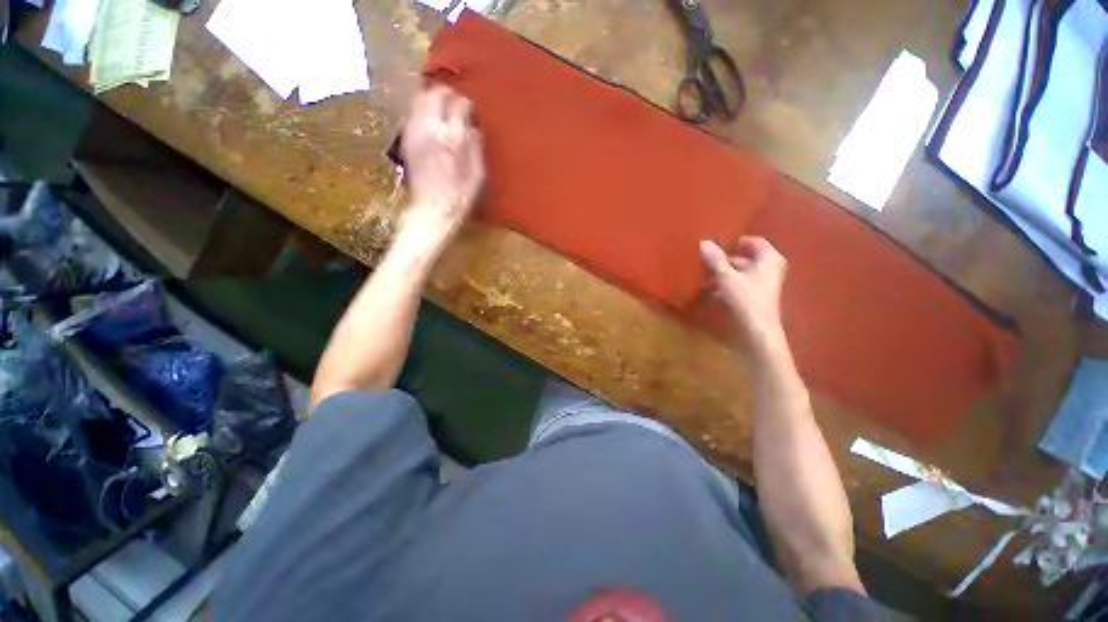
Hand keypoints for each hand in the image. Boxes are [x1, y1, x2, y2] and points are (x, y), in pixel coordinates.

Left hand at [399, 85, 484, 244]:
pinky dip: (422, 111)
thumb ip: (476, 147)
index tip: (471, 112)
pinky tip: (430, 123)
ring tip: (441, 109)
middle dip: (446, 93)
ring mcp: (415, 131)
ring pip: (418, 99)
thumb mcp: (478, 174)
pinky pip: (412, 113)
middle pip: (434, 93)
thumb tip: (474, 128)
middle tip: (454, 102)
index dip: (466, 105)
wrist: (432, 210)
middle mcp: (431, 127)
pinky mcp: (405, 139)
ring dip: (431, 99)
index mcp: (453, 136)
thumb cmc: (460, 197)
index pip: (459, 103)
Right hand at [700, 237, 787, 350]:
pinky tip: (709, 290)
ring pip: (739, 272)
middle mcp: (769, 269)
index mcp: (769, 259)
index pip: (752, 241)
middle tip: (704, 260)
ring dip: (722, 273)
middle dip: (723, 260)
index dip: (734, 242)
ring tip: (702, 276)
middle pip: (744, 258)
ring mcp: (762, 284)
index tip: (715, 245)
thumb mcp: (726, 277)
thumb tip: (703, 242)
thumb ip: (715, 259)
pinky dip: (725, 285)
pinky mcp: (754, 297)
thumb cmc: (746, 299)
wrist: (757, 332)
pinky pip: (738, 284)